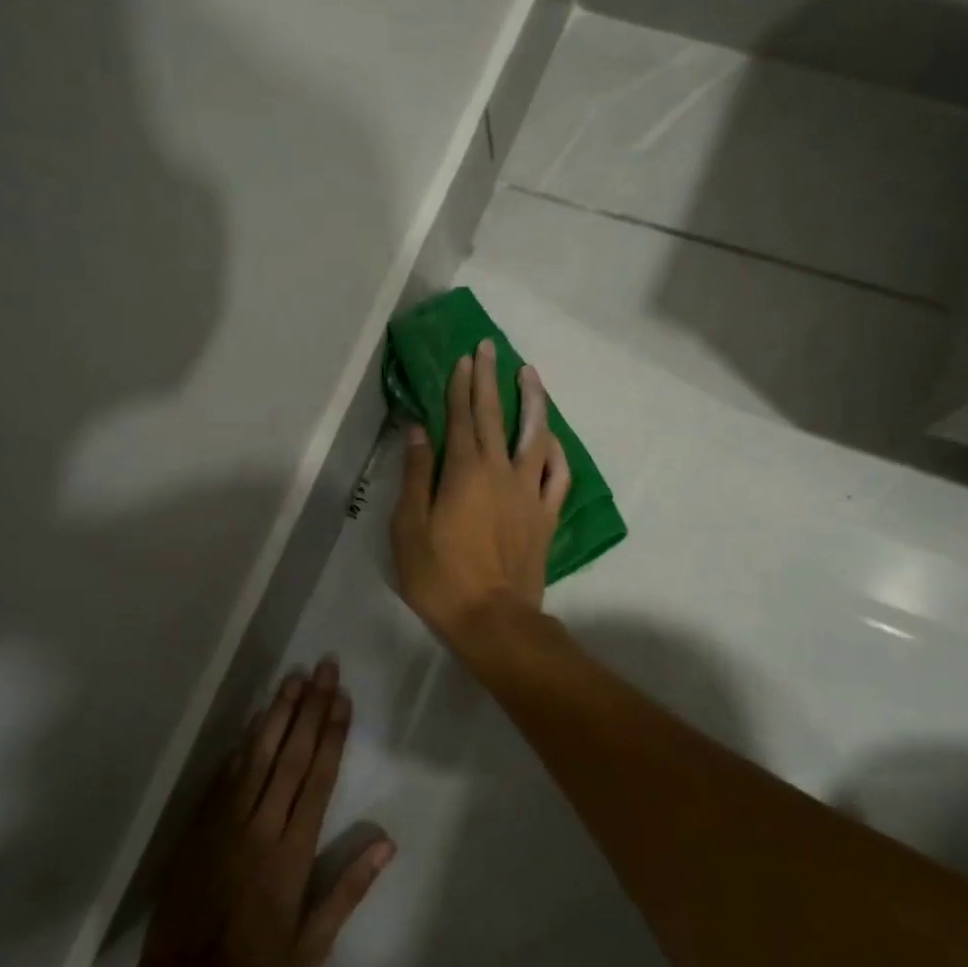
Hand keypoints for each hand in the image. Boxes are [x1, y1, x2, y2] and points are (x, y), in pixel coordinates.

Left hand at [138, 658, 393, 966]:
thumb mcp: (312, 945)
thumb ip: (348, 890)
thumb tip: (386, 843)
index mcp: (291, 853)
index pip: (317, 779)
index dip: (331, 734)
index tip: (342, 698)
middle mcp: (260, 826)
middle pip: (290, 755)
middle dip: (309, 708)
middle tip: (323, 668)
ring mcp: (225, 822)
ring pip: (257, 756)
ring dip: (277, 714)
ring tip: (293, 679)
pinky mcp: (200, 826)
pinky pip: (225, 775)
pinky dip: (243, 744)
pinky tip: (255, 720)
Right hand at [390, 338, 568, 642]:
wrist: (492, 619)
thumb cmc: (440, 577)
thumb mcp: (409, 527)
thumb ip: (415, 475)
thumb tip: (417, 429)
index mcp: (464, 472)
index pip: (461, 418)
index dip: (460, 385)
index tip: (464, 357)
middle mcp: (500, 472)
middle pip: (495, 416)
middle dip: (490, 379)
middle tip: (490, 347)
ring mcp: (529, 493)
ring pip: (535, 436)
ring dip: (533, 402)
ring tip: (529, 375)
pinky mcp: (546, 516)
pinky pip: (558, 476)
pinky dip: (556, 452)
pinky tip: (551, 438)